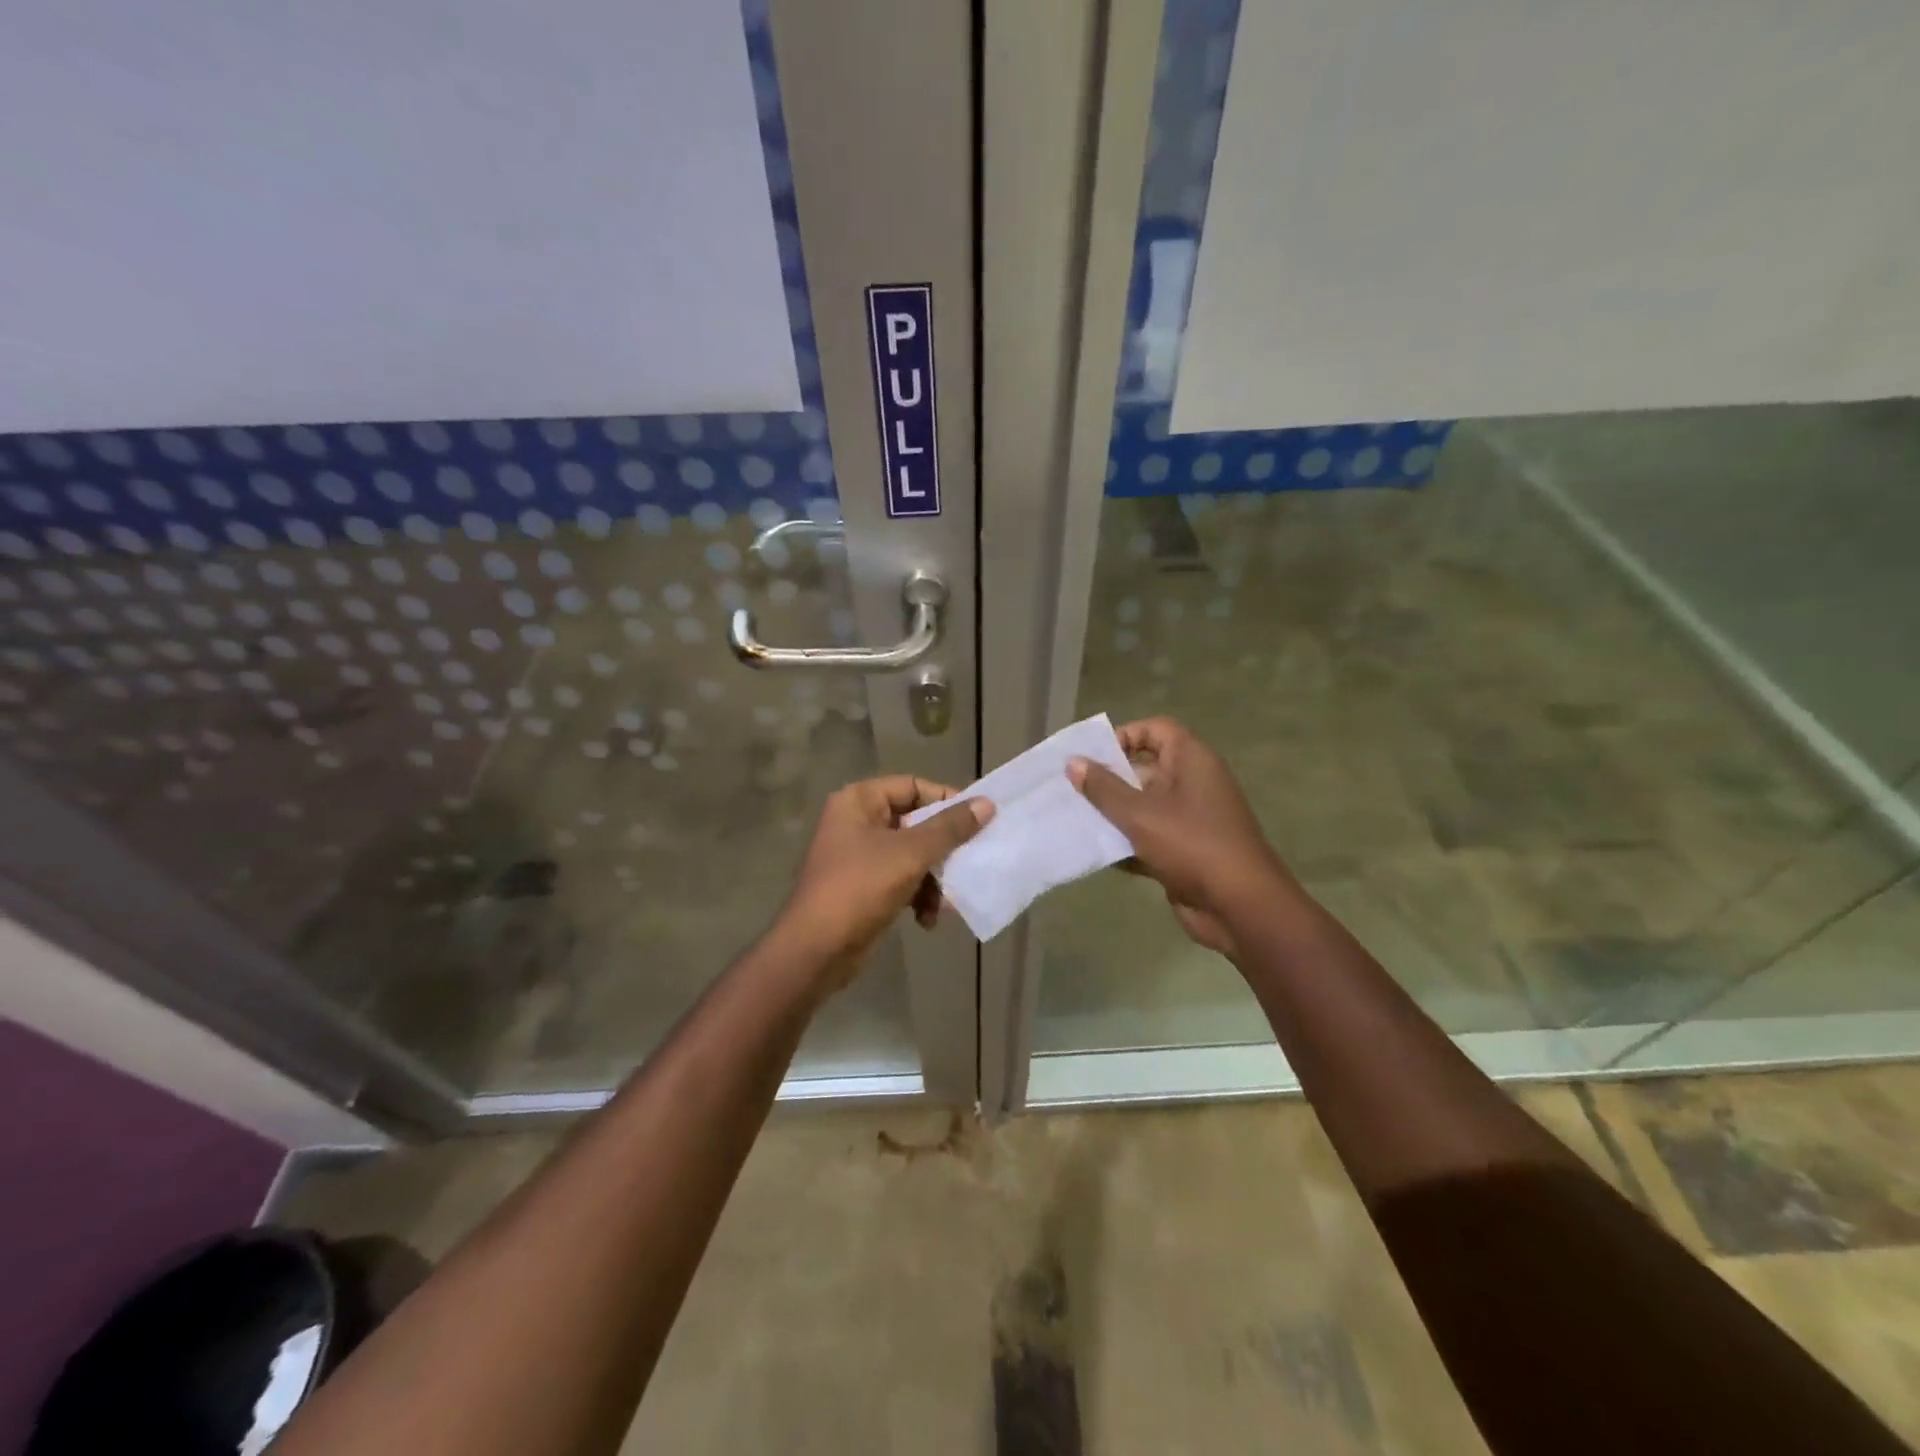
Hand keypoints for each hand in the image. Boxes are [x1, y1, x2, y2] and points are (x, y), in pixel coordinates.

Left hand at [775, 775, 993, 986]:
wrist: (816, 950)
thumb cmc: (861, 887)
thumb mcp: (911, 853)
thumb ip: (950, 827)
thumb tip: (987, 804)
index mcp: (859, 801)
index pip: (913, 786)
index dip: (945, 800)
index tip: (976, 819)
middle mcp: (857, 822)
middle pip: (915, 822)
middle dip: (943, 849)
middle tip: (970, 860)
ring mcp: (859, 856)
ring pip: (912, 856)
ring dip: (934, 879)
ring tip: (946, 902)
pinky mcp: (864, 887)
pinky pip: (902, 881)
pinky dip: (918, 897)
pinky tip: (927, 920)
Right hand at [1067, 718, 1287, 956]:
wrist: (1240, 906)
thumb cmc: (1191, 845)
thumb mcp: (1140, 814)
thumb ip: (1103, 788)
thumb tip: (1074, 762)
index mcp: (1191, 761)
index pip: (1156, 729)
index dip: (1124, 735)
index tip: (1092, 755)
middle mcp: (1193, 784)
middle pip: (1145, 768)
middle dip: (1109, 778)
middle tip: (1071, 788)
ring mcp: (1190, 819)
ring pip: (1143, 806)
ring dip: (1112, 814)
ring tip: (1074, 819)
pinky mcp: (1184, 851)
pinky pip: (1148, 838)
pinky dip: (1125, 843)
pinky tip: (1094, 853)